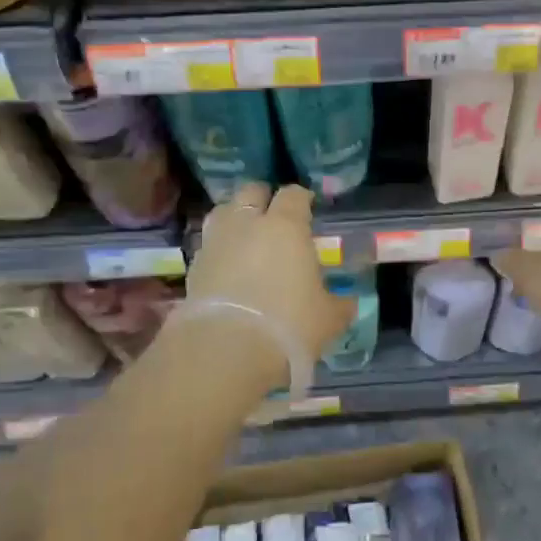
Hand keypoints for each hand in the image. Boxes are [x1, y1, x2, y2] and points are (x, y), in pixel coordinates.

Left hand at [181, 182, 354, 365]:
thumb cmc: (288, 325)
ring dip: (236, 218)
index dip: (301, 198)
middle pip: (252, 191)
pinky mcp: (193, 266)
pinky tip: (228, 267)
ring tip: (246, 236)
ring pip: (223, 211)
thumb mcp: (329, 318)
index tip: (308, 208)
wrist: (226, 350)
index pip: (293, 194)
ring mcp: (216, 242)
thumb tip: (347, 301)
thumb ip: (339, 304)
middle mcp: (248, 224)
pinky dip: (219, 249)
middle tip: (274, 217)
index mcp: (286, 226)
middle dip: (264, 198)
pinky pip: (209, 244)